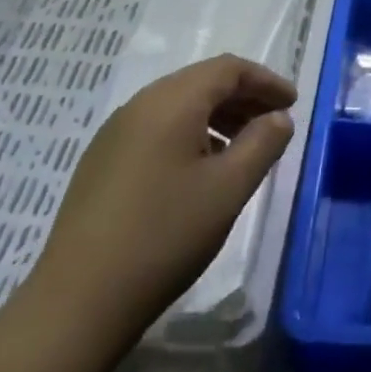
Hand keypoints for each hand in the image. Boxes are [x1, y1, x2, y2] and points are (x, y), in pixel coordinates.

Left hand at [16, 55, 295, 363]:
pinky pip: (156, 129)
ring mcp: (114, 134)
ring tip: (243, 149)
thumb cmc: (166, 235)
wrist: (78, 302)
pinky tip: (201, 171)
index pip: (228, 69)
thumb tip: (278, 117)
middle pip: (201, 82)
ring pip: (177, 106)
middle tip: (274, 125)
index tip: (292, 104)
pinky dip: (189, 135)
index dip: (265, 81)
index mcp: (171, 102)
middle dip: (243, 97)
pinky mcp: (101, 162)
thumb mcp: (229, 188)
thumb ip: (262, 143)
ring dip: (217, 117)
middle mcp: (139, 106)